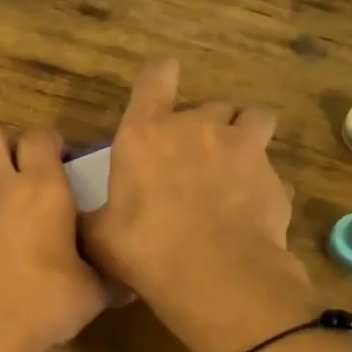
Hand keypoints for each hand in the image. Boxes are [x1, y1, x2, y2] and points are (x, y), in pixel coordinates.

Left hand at [0, 124, 111, 351]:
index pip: (40, 137)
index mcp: (41, 189)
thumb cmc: (42, 303)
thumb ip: (111, 281)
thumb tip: (133, 286)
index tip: (66, 162)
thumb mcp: (91, 294)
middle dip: (7, 143)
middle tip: (27, 170)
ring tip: (7, 199)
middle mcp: (0, 188)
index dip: (53, 142)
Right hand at [82, 58, 313, 351]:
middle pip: (209, 105)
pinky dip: (264, 186)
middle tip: (193, 161)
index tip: (163, 83)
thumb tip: (76, 221)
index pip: (156, 76)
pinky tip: (252, 212)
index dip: (160, 76)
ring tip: (236, 166)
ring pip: (253, 119)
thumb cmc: (145, 249)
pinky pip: (272, 173)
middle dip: (204, 127)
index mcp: (146, 133)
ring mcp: (243, 148)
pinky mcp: (275, 178)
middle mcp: (197, 128)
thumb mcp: (99, 237)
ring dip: (245, 135)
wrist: (215, 275)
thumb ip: (91, 218)